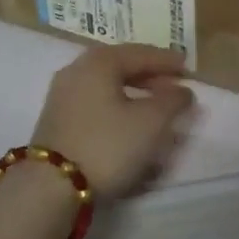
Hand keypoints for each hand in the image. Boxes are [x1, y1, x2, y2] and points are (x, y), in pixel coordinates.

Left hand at [31, 44, 195, 199]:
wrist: (51, 185)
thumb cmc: (107, 145)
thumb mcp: (151, 122)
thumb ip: (172, 101)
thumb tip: (181, 90)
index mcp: (98, 62)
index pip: (139, 53)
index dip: (166, 61)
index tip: (187, 69)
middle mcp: (76, 70)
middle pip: (120, 67)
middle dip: (149, 77)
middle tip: (174, 89)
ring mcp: (62, 95)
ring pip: (106, 87)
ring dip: (133, 95)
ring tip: (155, 110)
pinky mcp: (56, 120)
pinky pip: (94, 104)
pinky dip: (116, 108)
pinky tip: (129, 125)